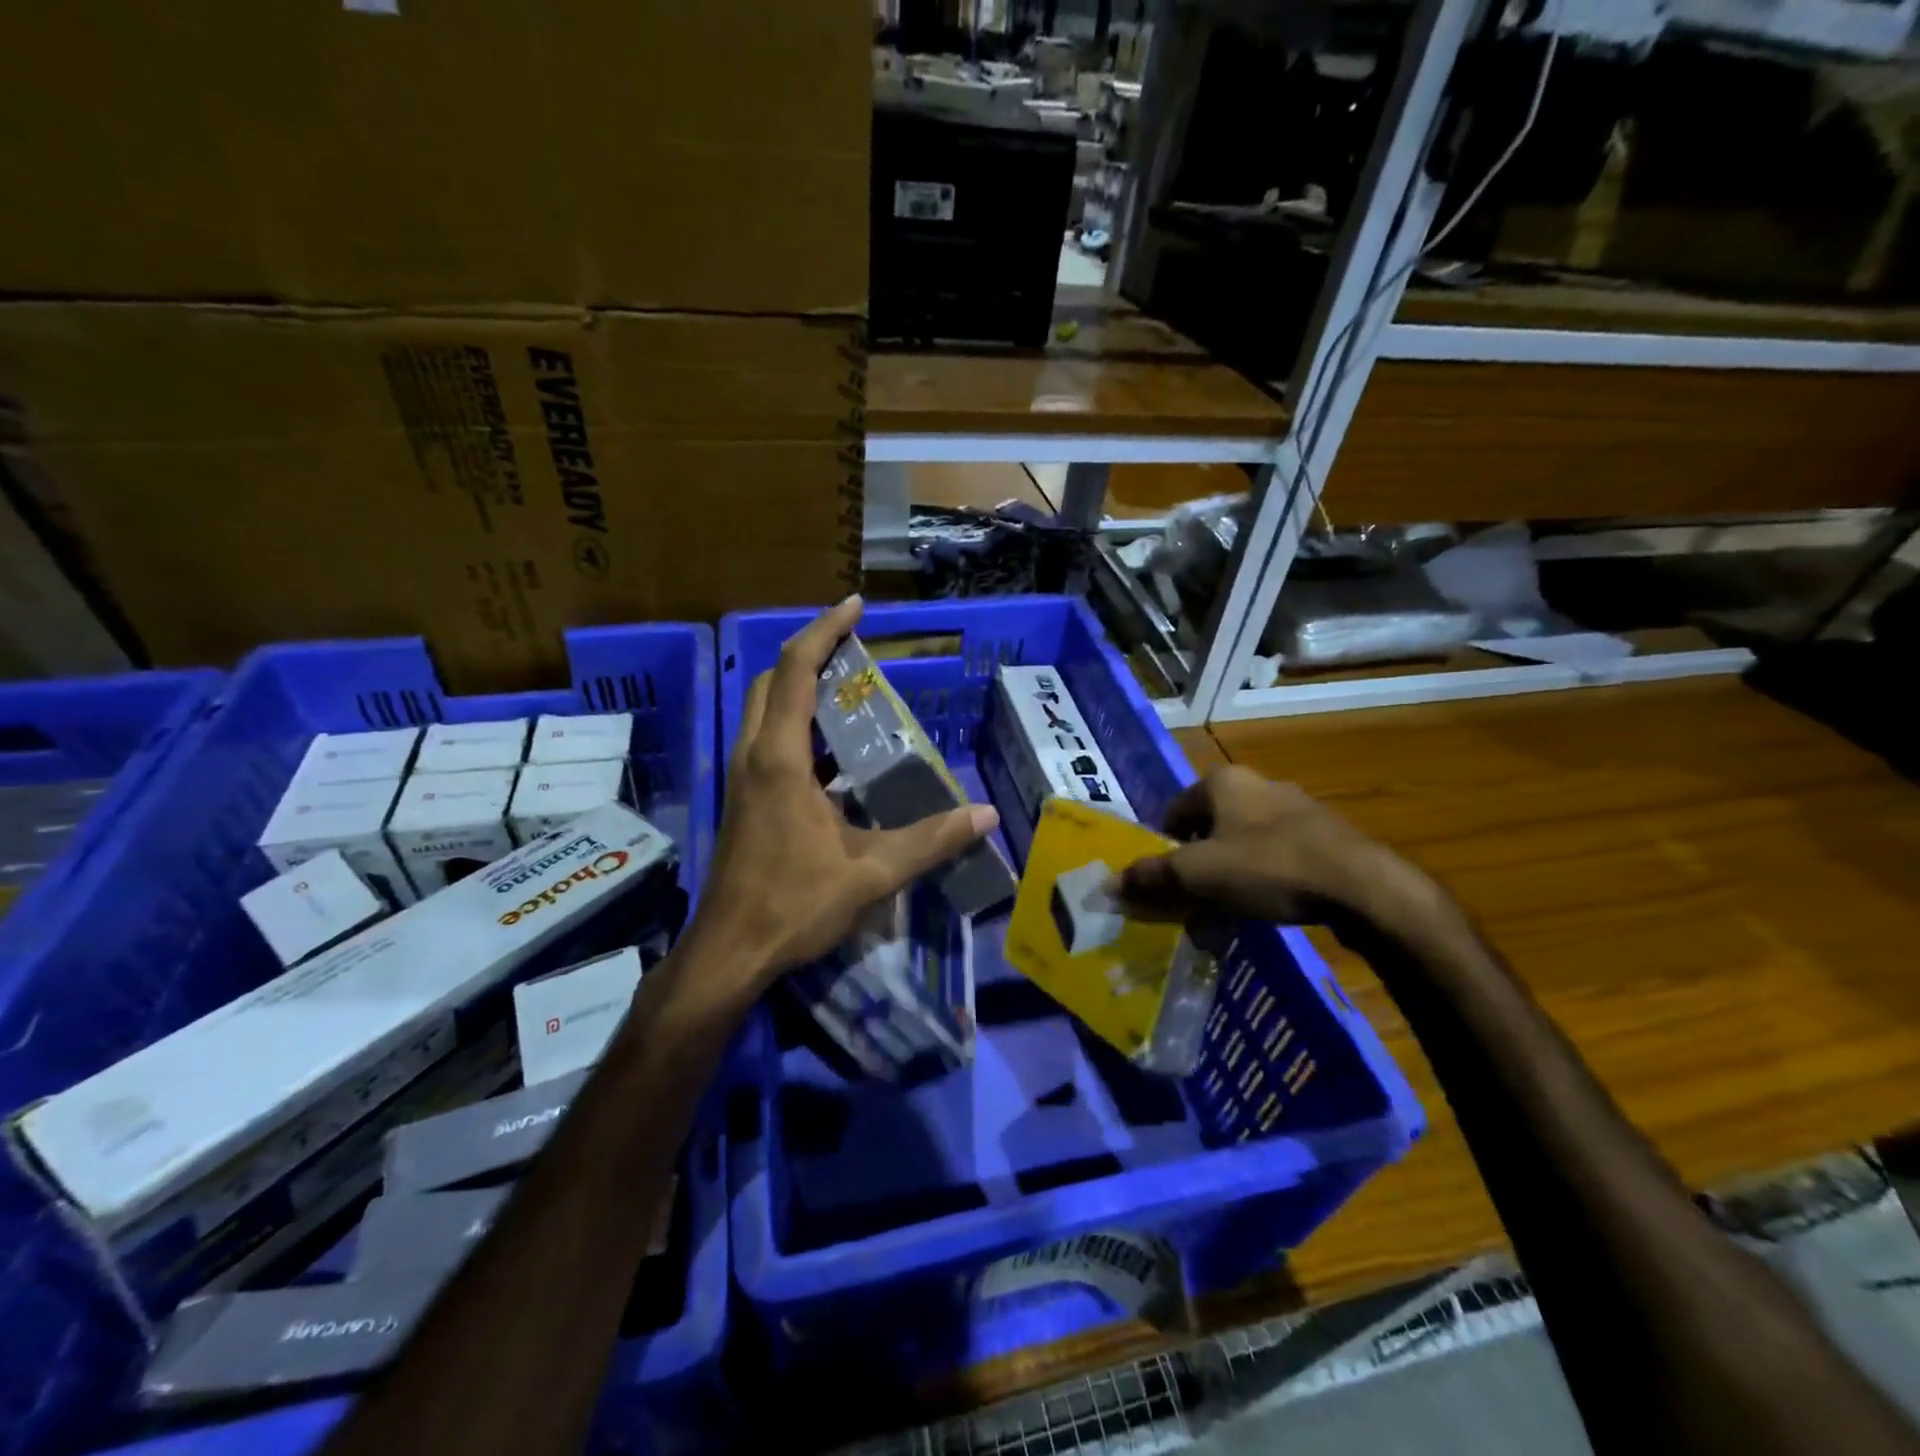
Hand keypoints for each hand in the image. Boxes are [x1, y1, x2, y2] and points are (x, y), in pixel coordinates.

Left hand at [688, 596, 998, 995]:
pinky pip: (768, 740)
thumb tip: (986, 815)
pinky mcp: (744, 798)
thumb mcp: (871, 873)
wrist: (730, 951)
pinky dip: (798, 725)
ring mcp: (743, 777)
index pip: (797, 670)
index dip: (825, 630)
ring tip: (851, 692)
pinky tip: (836, 754)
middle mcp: (754, 755)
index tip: (856, 606)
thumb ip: (931, 840)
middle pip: (774, 680)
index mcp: (780, 758)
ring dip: (802, 688)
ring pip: (765, 709)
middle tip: (857, 651)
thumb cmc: (794, 904)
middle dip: (811, 653)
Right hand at [1116, 767, 1446, 939]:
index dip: (1161, 847)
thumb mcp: (1199, 875)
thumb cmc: (1269, 867)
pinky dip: (1264, 877)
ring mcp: (1296, 808)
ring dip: (1229, 871)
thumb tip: (1108, 885)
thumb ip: (1152, 878)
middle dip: (1195, 862)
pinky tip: (1268, 906)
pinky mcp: (1325, 834)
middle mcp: (1258, 784)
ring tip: (1228, 908)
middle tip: (1191, 899)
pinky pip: (1277, 854)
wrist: (1363, 887)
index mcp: (1223, 781)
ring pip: (1243, 841)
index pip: (1172, 811)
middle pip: (1208, 826)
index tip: (1163, 882)